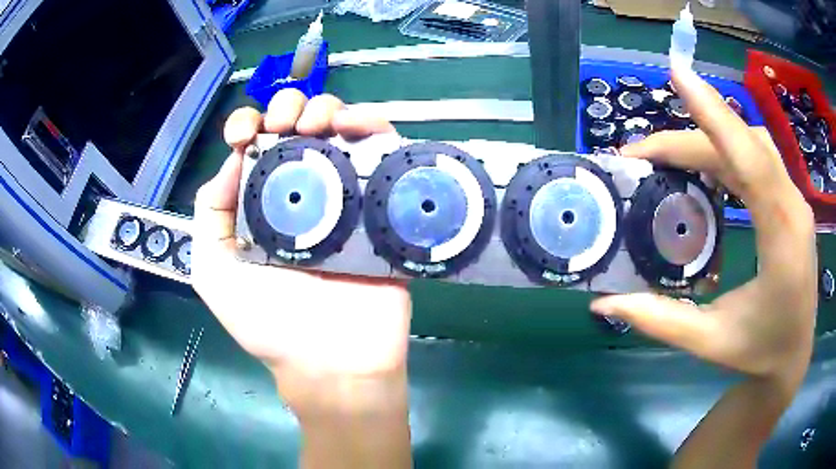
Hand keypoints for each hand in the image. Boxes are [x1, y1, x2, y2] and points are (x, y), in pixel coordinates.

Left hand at [191, 89, 411, 411]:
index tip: (247, 131)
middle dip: (290, 109)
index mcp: (261, 201)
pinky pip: (385, 155)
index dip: (248, 124)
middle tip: (288, 123)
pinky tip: (358, 125)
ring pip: (342, 131)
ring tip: (322, 122)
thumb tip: (235, 158)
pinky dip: (375, 128)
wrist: (332, 362)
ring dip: (330, 110)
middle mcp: (304, 191)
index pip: (255, 146)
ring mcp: (347, 196)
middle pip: (299, 128)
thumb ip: (211, 215)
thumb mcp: (214, 272)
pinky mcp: (383, 206)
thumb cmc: (267, 323)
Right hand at [593, 67, 816, 378]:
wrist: (793, 356)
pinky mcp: (791, 202)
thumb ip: (660, 320)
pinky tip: (706, 164)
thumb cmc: (760, 353)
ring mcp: (795, 201)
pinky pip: (758, 158)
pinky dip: (728, 150)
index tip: (678, 76)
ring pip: (752, 144)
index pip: (750, 161)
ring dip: (711, 137)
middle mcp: (793, 207)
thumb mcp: (710, 343)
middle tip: (642, 154)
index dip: (715, 115)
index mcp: (781, 240)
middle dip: (691, 136)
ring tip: (670, 155)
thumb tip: (603, 303)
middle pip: (743, 146)